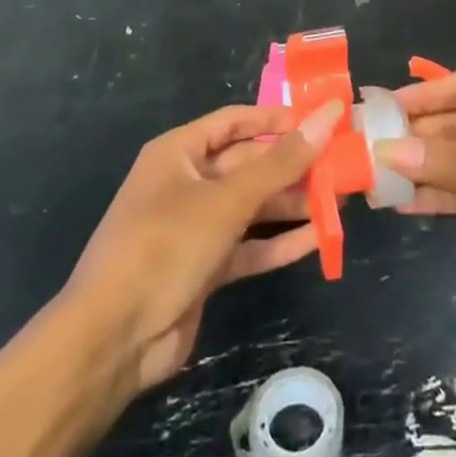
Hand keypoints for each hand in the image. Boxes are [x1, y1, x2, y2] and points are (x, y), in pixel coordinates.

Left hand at [62, 101, 341, 397]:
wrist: (112, 340)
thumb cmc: (165, 246)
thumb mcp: (227, 199)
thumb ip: (281, 162)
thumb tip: (328, 116)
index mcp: (180, 152)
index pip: (236, 121)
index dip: (277, 119)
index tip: (321, 121)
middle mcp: (187, 183)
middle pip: (249, 164)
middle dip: (293, 164)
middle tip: (342, 163)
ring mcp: (196, 228)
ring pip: (253, 206)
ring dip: (292, 203)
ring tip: (340, 199)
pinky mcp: (205, 268)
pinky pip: (250, 246)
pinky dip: (280, 242)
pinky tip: (319, 238)